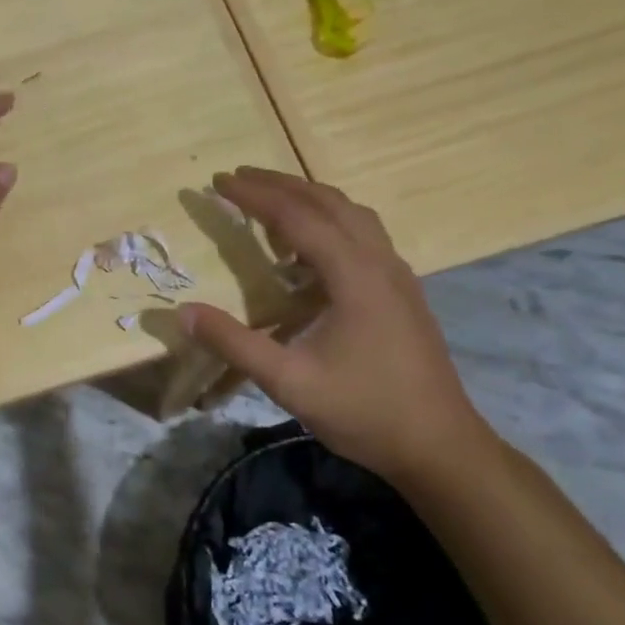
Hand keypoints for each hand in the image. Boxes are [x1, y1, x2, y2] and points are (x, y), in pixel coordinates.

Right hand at [177, 168, 493, 484]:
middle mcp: (380, 261)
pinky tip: (309, 248)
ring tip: (269, 203)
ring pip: (351, 213)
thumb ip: (234, 343)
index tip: (217, 180)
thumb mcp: (289, 382)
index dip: (254, 195)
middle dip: (279, 183)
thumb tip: (184, 311)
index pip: (297, 216)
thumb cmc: (365, 412)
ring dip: (308, 198)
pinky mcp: (403, 290)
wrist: (441, 447)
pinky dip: (329, 220)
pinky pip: (363, 233)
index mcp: (354, 275)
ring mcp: (397, 274)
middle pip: (327, 201)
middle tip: (237, 177)